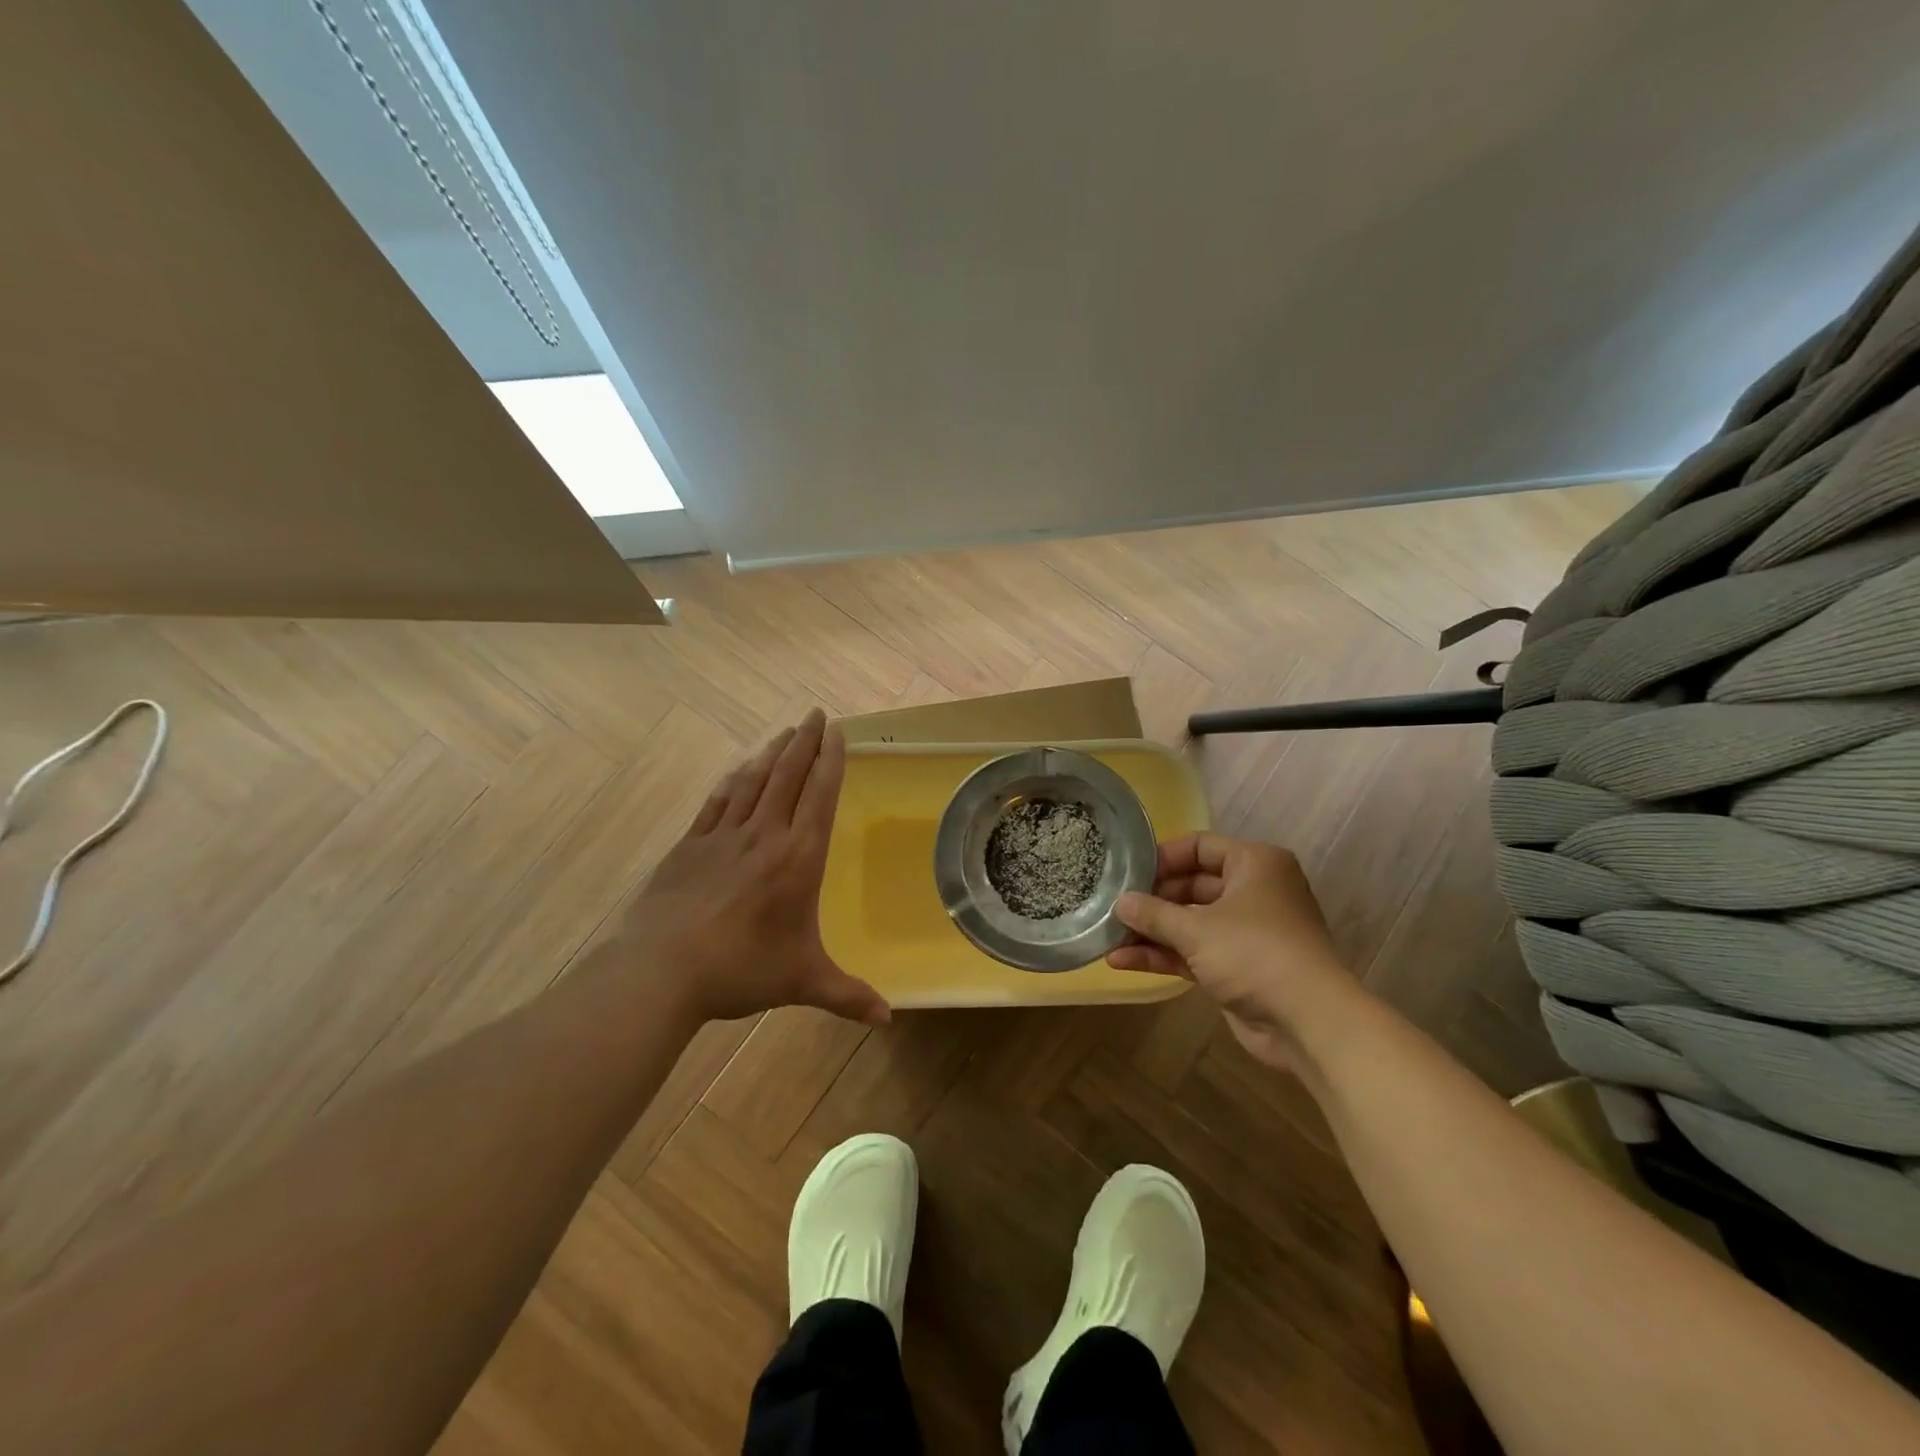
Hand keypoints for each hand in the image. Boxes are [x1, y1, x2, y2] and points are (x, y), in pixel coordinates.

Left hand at [612, 709, 888, 1027]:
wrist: (660, 970)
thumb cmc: (740, 970)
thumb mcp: (801, 981)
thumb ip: (848, 996)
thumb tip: (888, 1019)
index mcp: (797, 858)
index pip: (820, 796)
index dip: (830, 761)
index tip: (837, 732)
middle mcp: (764, 835)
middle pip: (788, 776)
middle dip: (805, 742)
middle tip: (815, 714)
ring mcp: (723, 836)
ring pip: (754, 781)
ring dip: (772, 753)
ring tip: (785, 732)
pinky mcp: (691, 845)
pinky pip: (718, 801)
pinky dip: (734, 780)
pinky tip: (739, 770)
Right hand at [1107, 832, 1356, 1068]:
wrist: (1309, 1023)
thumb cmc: (1254, 954)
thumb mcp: (1197, 928)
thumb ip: (1154, 913)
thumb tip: (1120, 902)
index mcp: (1254, 864)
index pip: (1199, 846)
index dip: (1162, 858)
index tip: (1127, 873)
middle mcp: (1253, 891)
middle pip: (1191, 885)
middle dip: (1152, 900)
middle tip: (1112, 907)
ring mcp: (1246, 931)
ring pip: (1190, 922)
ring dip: (1152, 931)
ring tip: (1109, 936)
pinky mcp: (1238, 967)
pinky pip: (1195, 951)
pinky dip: (1164, 954)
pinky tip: (1123, 961)